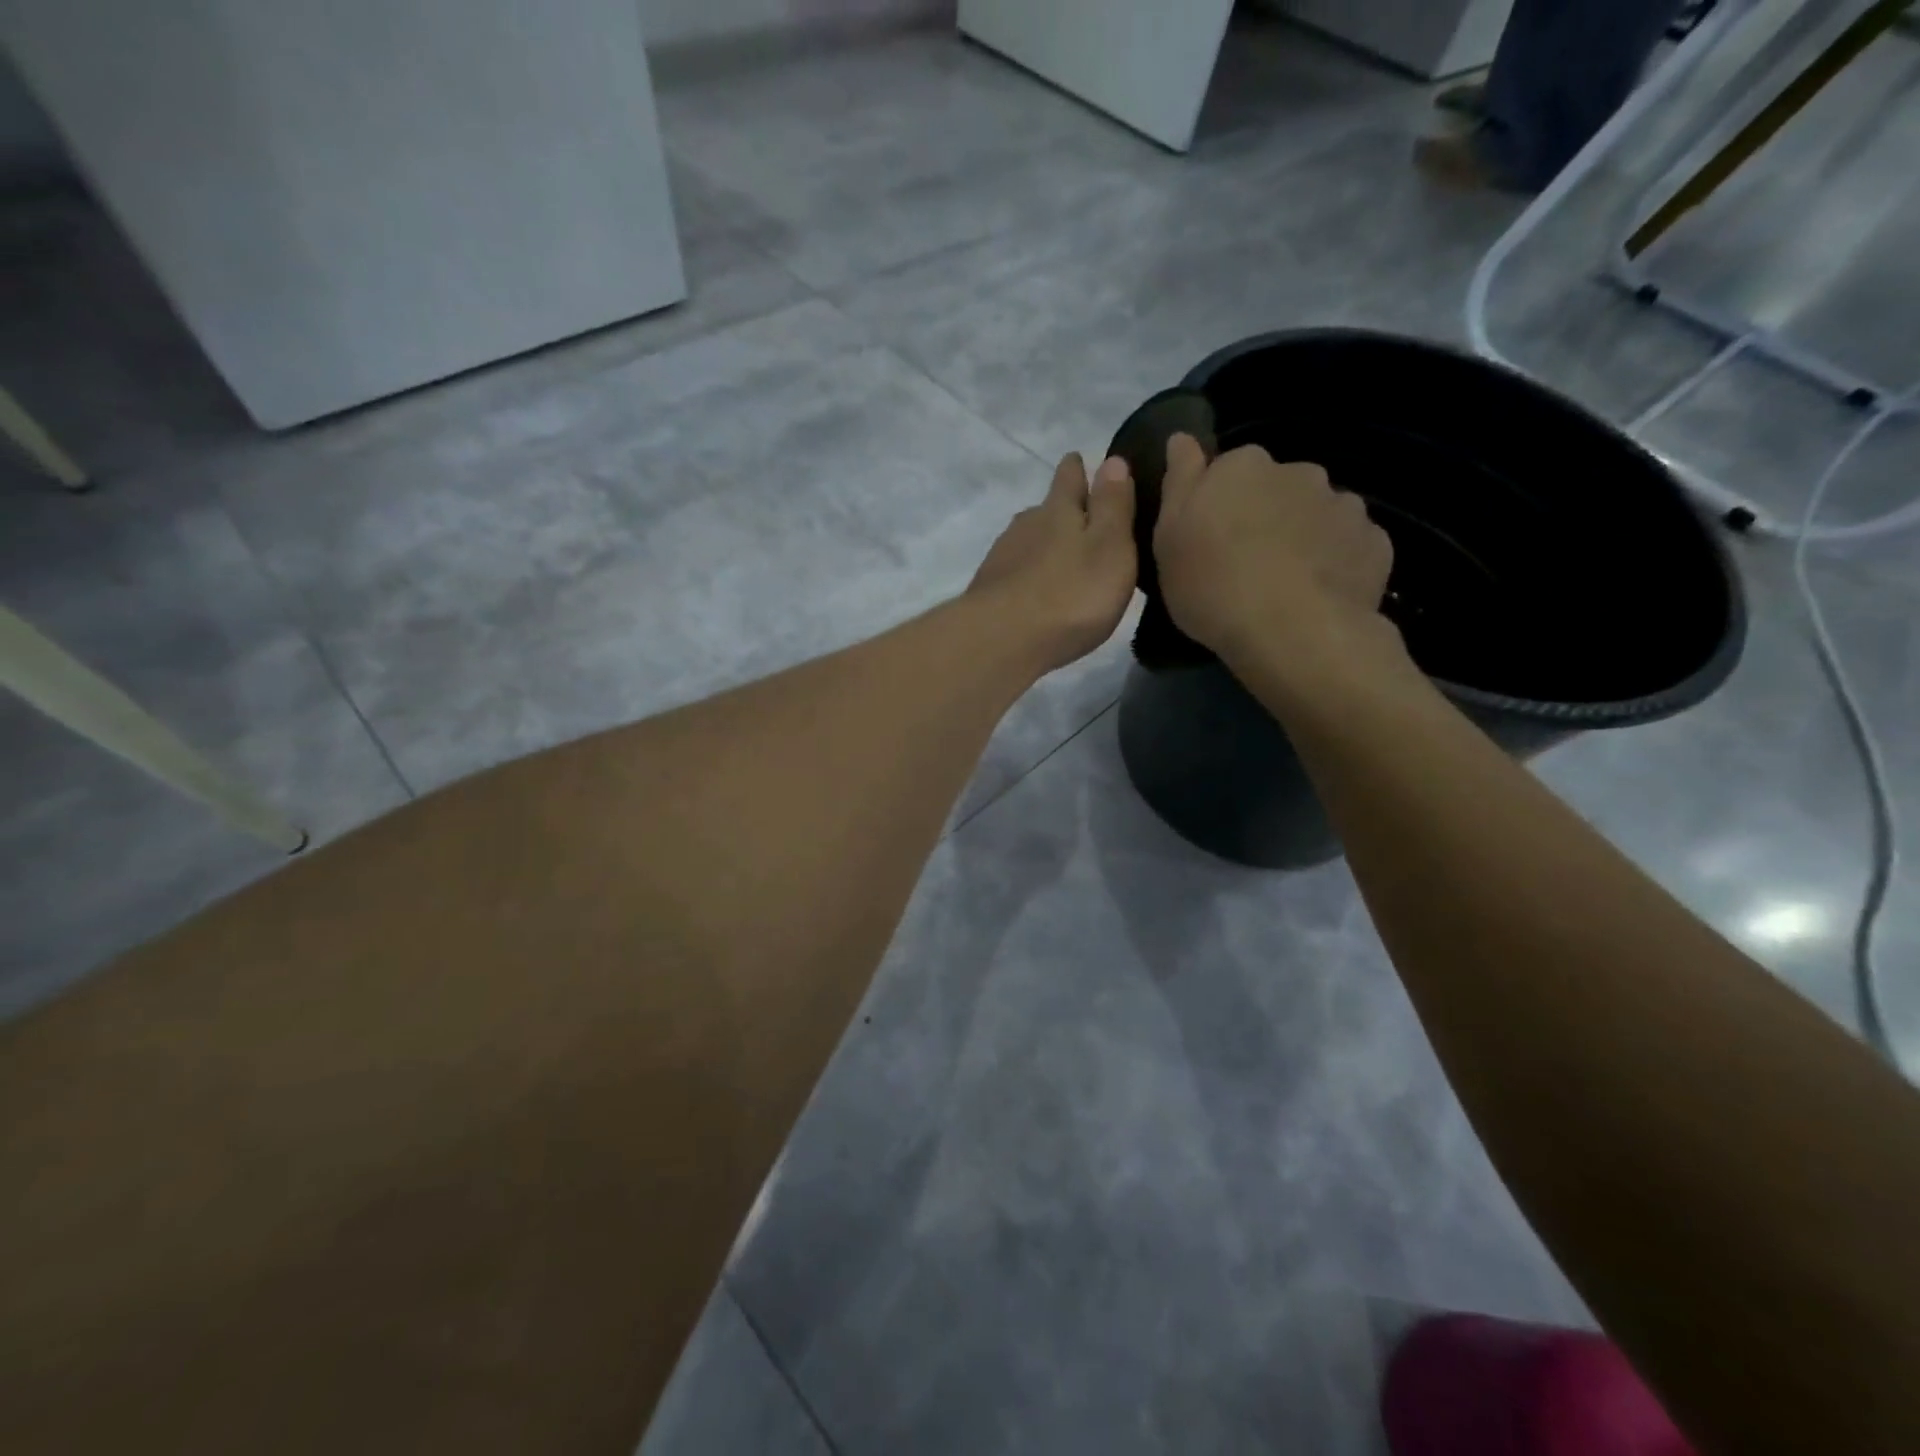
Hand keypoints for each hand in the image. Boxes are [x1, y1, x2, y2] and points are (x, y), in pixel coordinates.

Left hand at [968, 453, 1136, 671]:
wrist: (1002, 640)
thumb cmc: (1070, 593)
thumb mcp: (1110, 546)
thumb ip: (1113, 505)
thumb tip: (1112, 460)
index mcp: (1058, 509)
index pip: (1069, 476)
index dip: (1078, 468)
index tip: (1080, 461)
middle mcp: (1025, 525)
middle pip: (1044, 509)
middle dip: (1061, 511)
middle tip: (1081, 520)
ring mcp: (1002, 558)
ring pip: (1027, 541)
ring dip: (1043, 546)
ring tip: (1062, 559)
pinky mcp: (989, 590)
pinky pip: (1015, 572)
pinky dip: (1028, 576)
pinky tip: (1036, 591)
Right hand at [1153, 434, 1393, 665]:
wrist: (1293, 631)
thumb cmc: (1213, 585)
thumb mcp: (1168, 537)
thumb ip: (1179, 480)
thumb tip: (1181, 436)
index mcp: (1243, 466)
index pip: (1228, 470)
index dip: (1218, 503)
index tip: (1209, 538)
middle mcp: (1297, 471)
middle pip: (1276, 488)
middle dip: (1265, 515)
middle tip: (1246, 564)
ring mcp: (1343, 504)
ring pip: (1316, 513)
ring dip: (1303, 535)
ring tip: (1288, 583)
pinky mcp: (1375, 541)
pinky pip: (1349, 545)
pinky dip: (1336, 561)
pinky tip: (1320, 594)